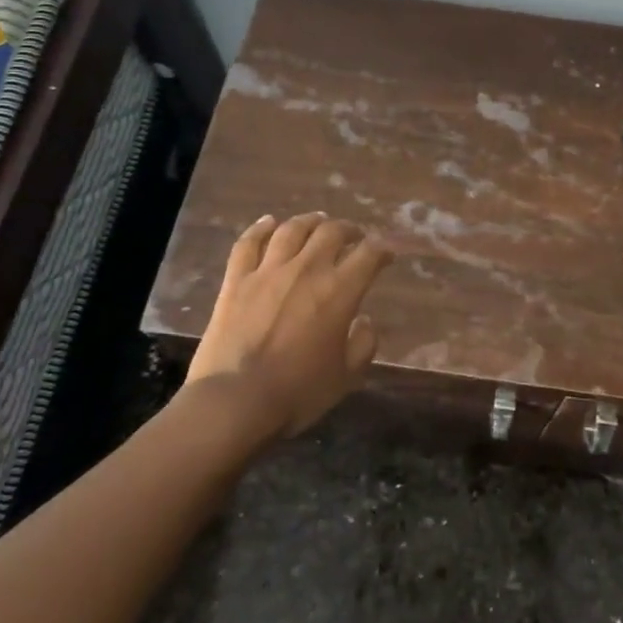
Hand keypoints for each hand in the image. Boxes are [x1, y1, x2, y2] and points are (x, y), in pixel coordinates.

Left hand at [187, 212, 392, 436]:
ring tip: (317, 221)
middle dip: (348, 229)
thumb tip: (364, 320)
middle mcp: (307, 270)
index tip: (387, 254)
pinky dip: (260, 228)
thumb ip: (363, 344)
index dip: (382, 249)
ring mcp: (268, 271)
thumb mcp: (346, 376)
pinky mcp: (236, 280)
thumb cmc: (298, 392)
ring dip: (309, 221)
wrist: (235, 401)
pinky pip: (248, 243)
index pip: (369, 254)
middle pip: (331, 232)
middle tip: (353, 236)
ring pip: (292, 230)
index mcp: (339, 291)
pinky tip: (269, 222)